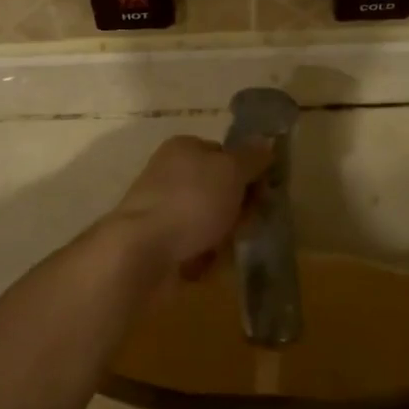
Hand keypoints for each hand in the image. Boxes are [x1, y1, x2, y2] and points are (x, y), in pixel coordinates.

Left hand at [108, 135, 273, 275]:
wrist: (142, 251)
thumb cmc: (191, 202)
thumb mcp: (231, 171)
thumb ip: (252, 158)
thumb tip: (266, 143)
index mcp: (183, 148)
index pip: (225, 154)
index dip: (248, 172)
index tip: (264, 193)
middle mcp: (170, 174)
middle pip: (218, 189)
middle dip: (238, 209)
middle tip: (249, 224)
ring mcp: (162, 209)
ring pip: (209, 221)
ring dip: (223, 236)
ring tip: (227, 249)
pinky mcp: (158, 242)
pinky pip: (194, 247)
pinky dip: (203, 257)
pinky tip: (206, 266)